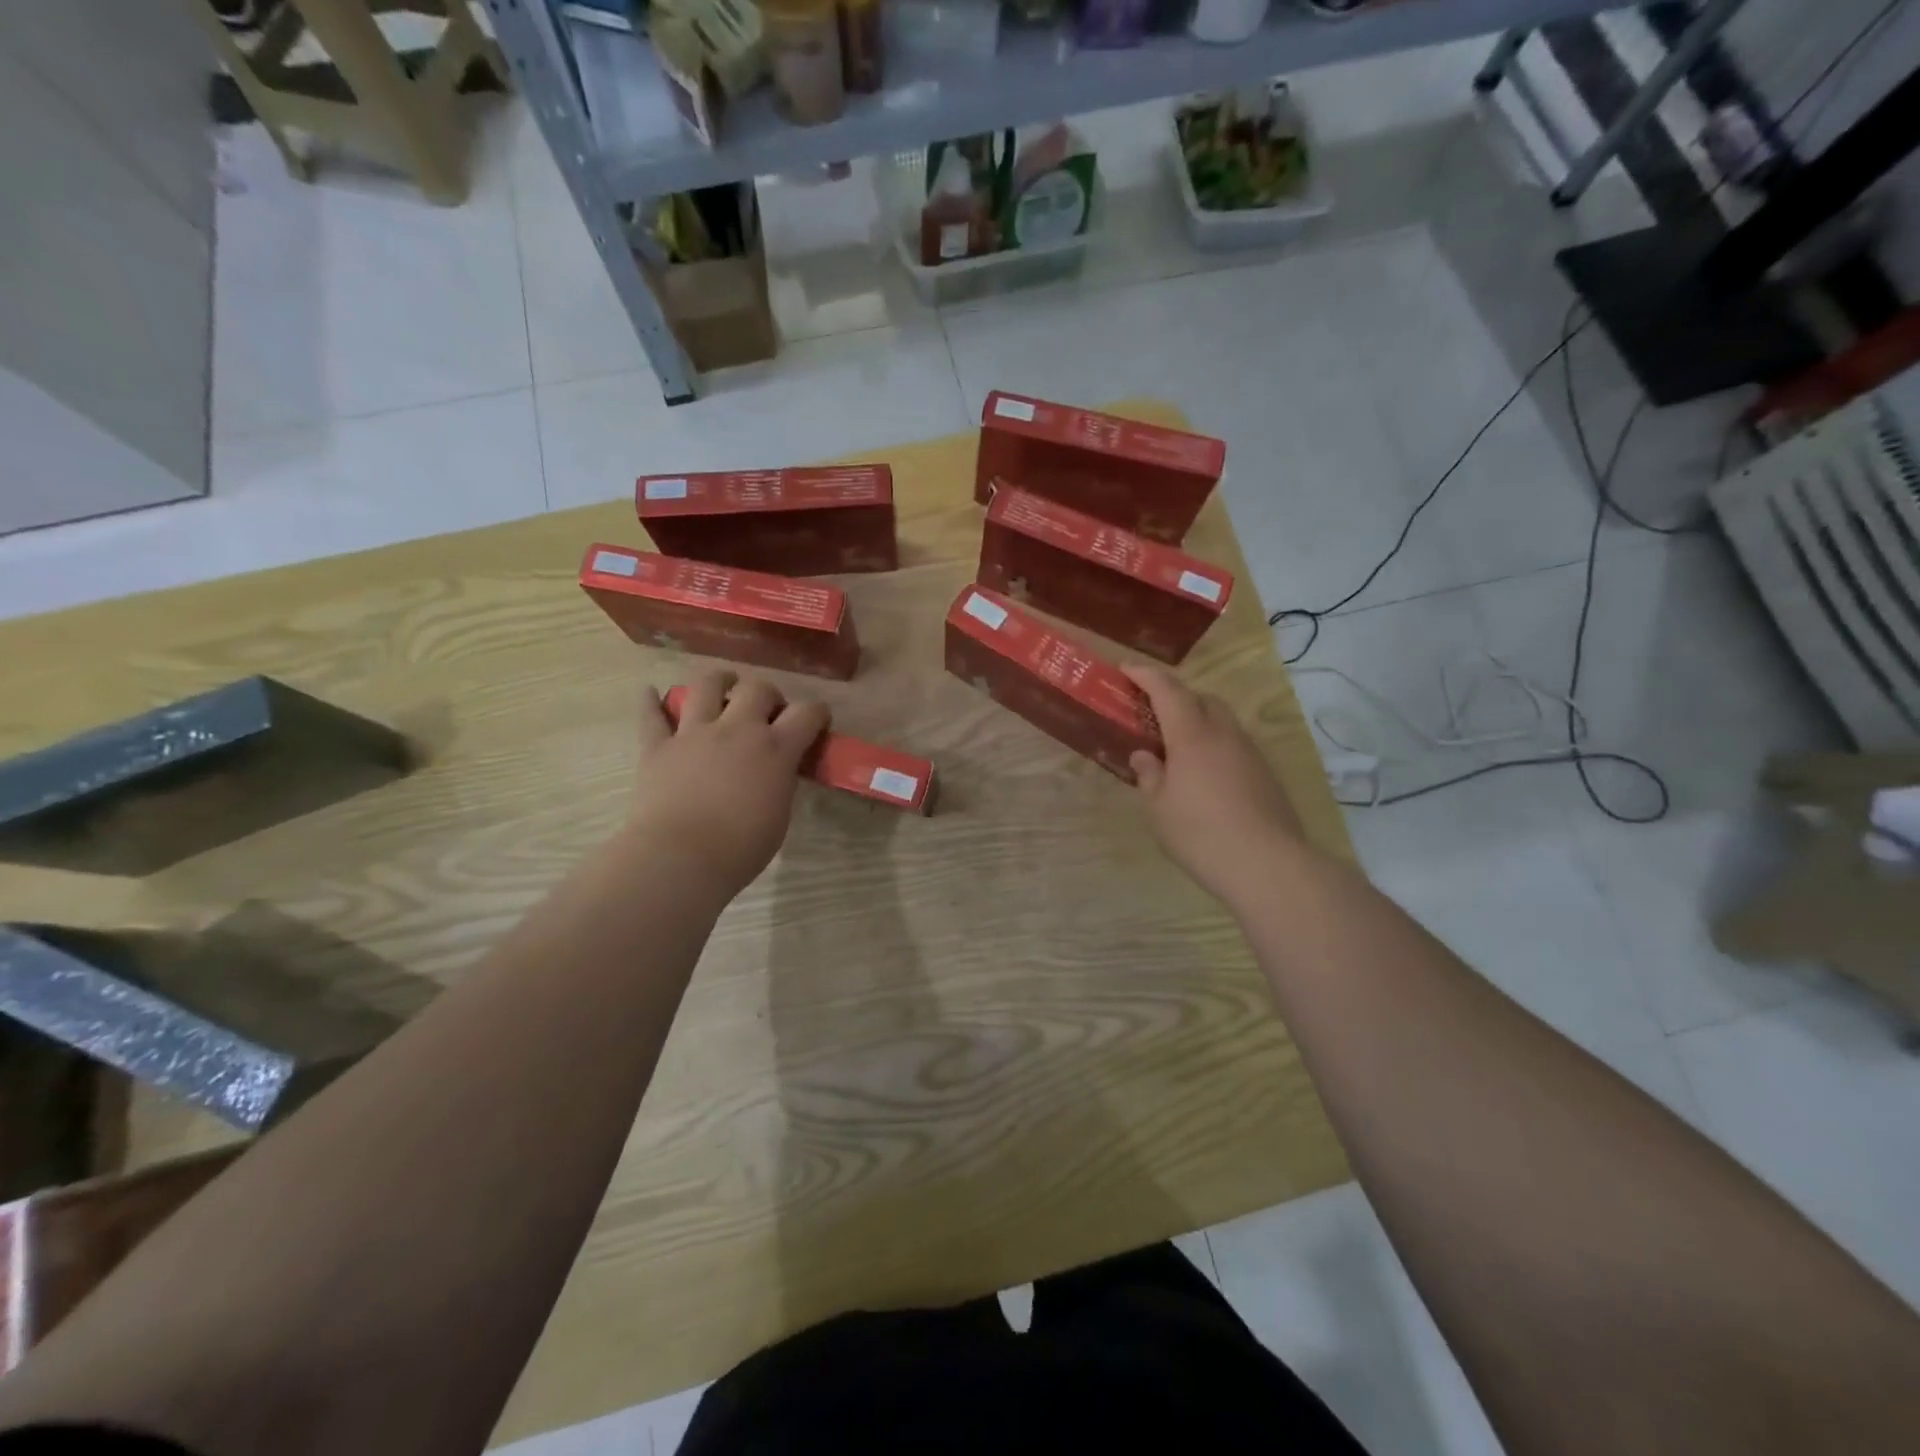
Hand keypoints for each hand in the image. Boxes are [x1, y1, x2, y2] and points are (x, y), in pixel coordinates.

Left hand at [625, 671, 829, 895]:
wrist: (680, 857)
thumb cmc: (740, 848)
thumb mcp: (779, 815)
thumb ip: (780, 783)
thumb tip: (776, 772)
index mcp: (775, 749)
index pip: (807, 713)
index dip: (817, 712)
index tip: (818, 719)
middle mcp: (737, 730)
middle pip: (758, 689)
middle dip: (768, 694)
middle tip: (767, 709)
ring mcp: (694, 733)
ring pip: (706, 686)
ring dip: (719, 680)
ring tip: (723, 683)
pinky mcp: (658, 746)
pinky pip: (651, 715)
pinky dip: (650, 702)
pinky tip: (650, 693)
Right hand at [1123, 664, 1304, 905]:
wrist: (1267, 865)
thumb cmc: (1200, 833)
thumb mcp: (1159, 808)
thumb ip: (1150, 776)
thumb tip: (1145, 756)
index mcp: (1192, 735)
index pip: (1167, 689)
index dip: (1145, 675)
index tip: (1126, 670)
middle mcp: (1224, 734)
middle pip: (1201, 698)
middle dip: (1176, 698)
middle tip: (1153, 717)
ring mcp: (1250, 753)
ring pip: (1222, 722)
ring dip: (1198, 724)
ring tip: (1177, 752)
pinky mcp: (1266, 774)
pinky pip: (1234, 746)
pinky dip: (1215, 748)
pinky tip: (1205, 778)